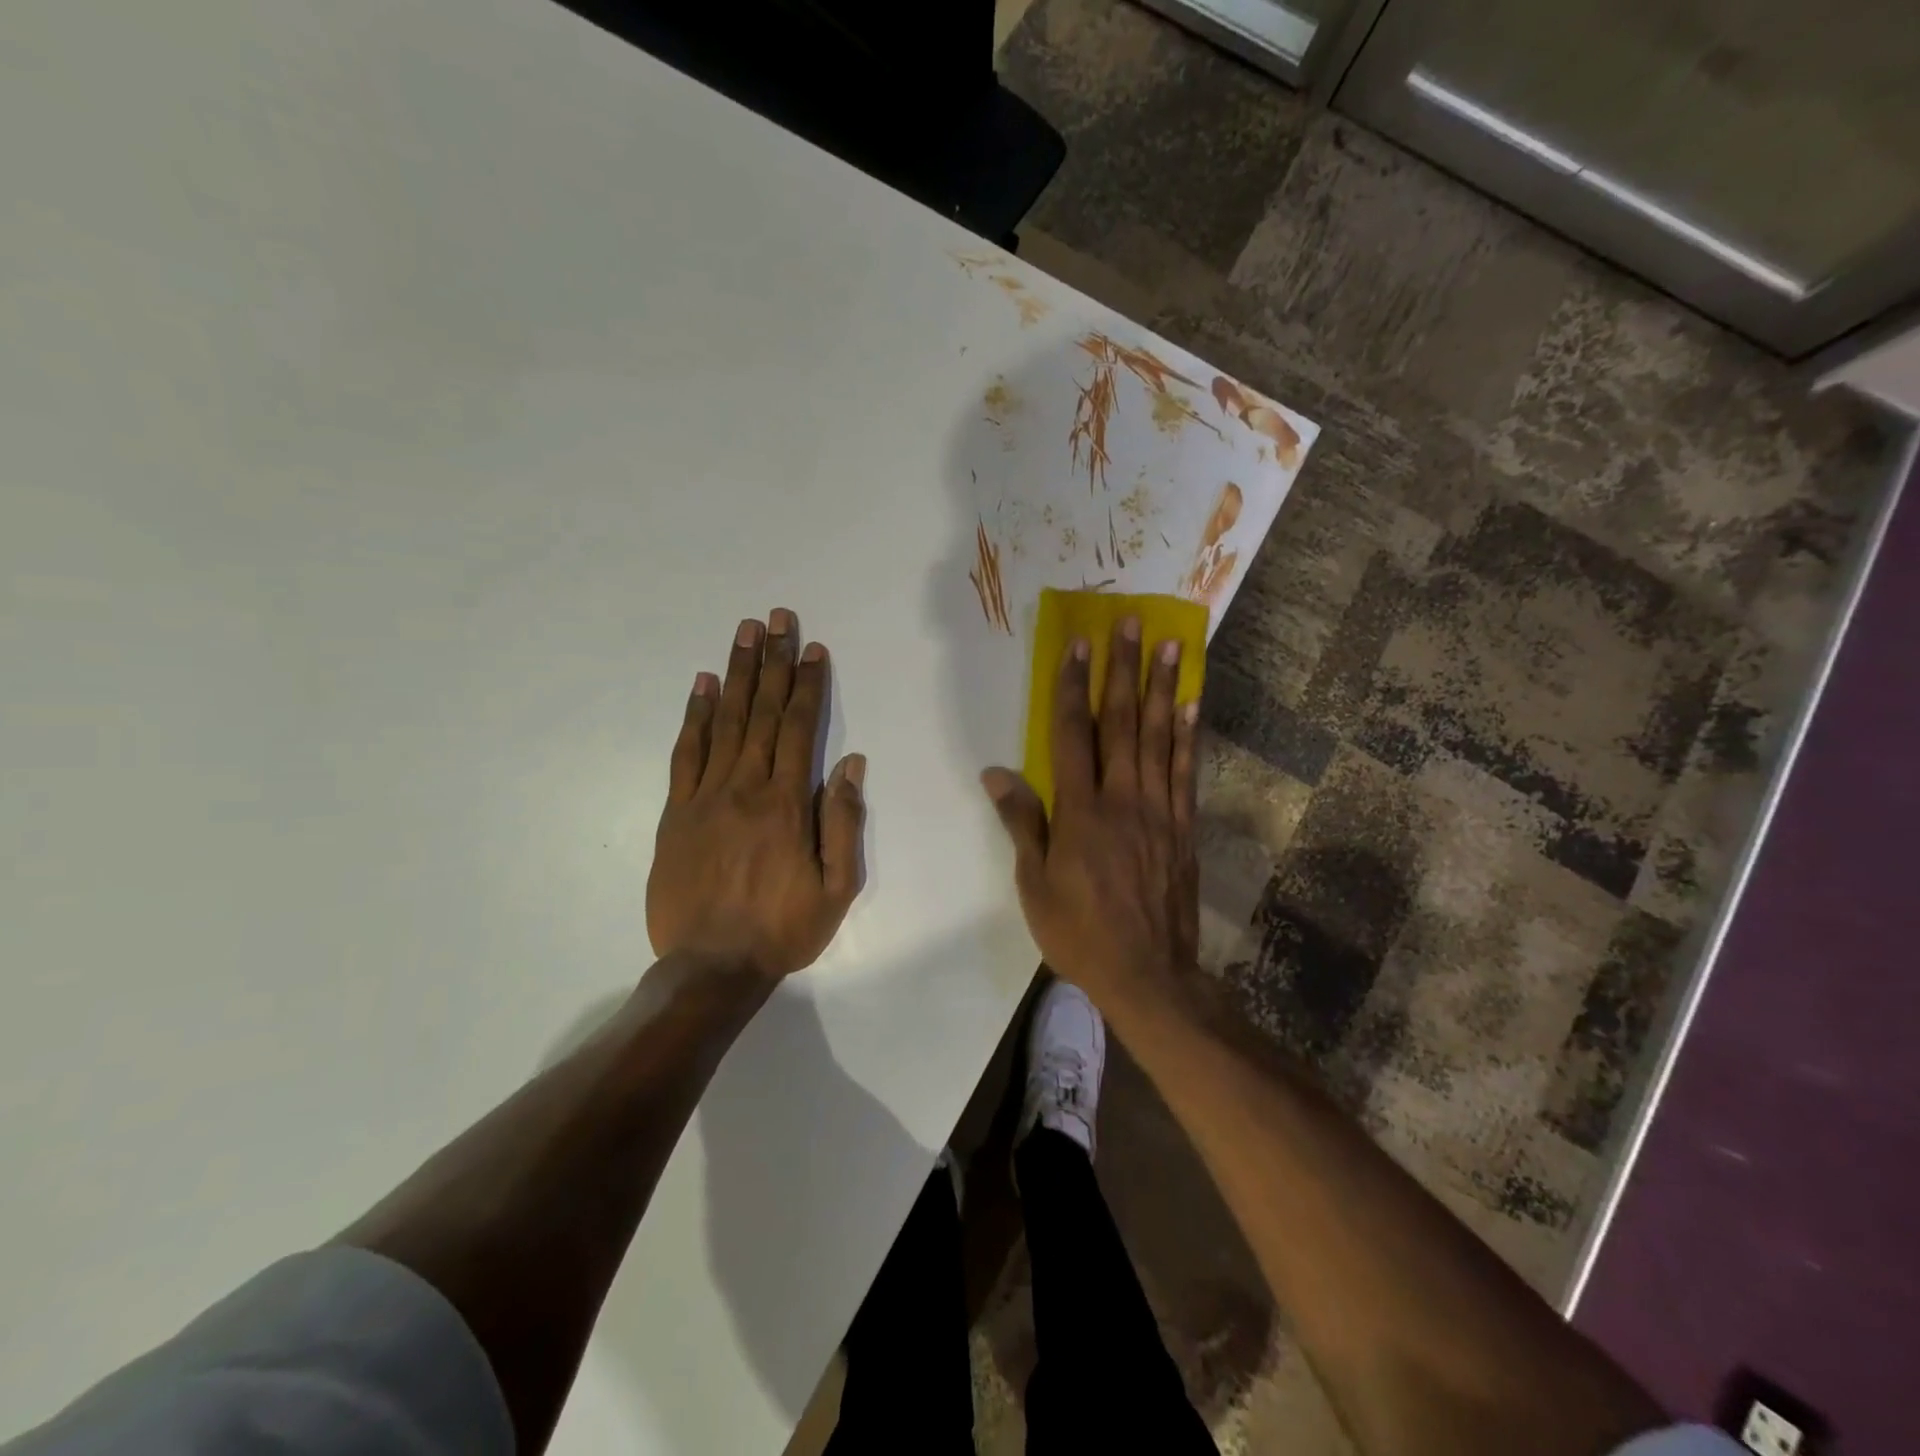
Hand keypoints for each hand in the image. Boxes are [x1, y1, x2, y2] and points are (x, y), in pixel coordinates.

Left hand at [647, 609, 866, 980]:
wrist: (710, 968)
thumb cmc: (783, 929)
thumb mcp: (836, 887)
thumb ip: (843, 822)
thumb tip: (850, 764)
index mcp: (786, 804)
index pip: (799, 728)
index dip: (807, 685)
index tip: (812, 648)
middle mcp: (745, 788)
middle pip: (761, 712)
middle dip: (772, 661)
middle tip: (775, 617)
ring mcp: (704, 797)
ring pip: (723, 722)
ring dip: (736, 674)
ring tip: (743, 632)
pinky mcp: (674, 813)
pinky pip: (684, 754)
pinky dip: (694, 716)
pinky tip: (702, 685)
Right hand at [981, 617, 1199, 1007]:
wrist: (1148, 974)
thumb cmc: (1079, 932)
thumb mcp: (1035, 883)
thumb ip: (1021, 822)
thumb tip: (997, 772)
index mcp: (1080, 811)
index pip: (1073, 734)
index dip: (1074, 686)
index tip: (1081, 645)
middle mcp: (1122, 799)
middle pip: (1121, 722)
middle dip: (1124, 670)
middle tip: (1134, 624)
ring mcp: (1159, 811)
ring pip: (1158, 737)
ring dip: (1162, 688)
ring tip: (1171, 646)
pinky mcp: (1183, 827)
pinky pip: (1186, 772)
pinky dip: (1188, 735)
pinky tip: (1191, 705)